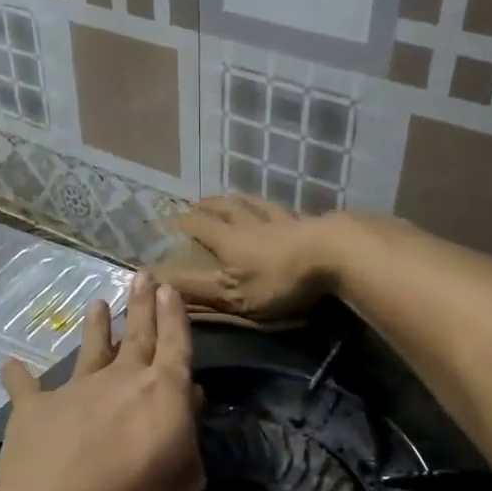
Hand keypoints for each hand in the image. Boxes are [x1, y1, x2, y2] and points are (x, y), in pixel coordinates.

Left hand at [0, 274, 204, 490]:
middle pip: (136, 334)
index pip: (175, 344)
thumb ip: (190, 443)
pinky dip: (18, 375)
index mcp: (163, 393)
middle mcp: (120, 379)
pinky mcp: (34, 409)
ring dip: (96, 326)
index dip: (174, 316)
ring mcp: (74, 390)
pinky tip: (10, 364)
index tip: (170, 289)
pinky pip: (25, 386)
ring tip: (97, 303)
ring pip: (89, 349)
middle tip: (143, 275)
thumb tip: (189, 405)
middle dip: (142, 304)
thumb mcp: (186, 485)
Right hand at [165, 196, 342, 320]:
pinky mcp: (306, 223)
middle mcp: (249, 223)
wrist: (333, 255)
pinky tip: (277, 208)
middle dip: (206, 205)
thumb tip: (158, 282)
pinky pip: (282, 210)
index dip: (178, 223)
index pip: (197, 226)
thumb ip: (197, 290)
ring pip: (253, 203)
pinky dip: (271, 207)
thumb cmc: (278, 279)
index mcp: (228, 240)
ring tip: (232, 196)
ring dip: (238, 199)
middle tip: (195, 203)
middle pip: (224, 207)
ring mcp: (280, 220)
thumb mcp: (233, 294)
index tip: (162, 220)